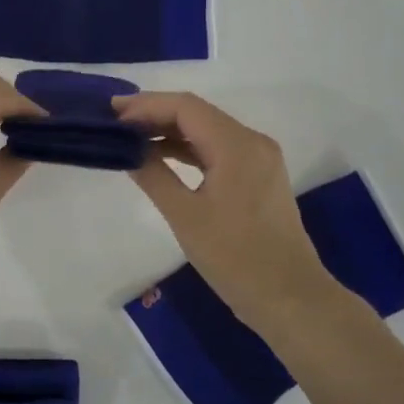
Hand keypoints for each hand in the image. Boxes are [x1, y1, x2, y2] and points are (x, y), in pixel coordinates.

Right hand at [114, 91, 345, 336]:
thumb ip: (154, 176)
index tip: (112, 112)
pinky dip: (189, 150)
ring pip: (208, 131)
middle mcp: (252, 142)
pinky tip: (161, 158)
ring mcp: (259, 159)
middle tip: (116, 123)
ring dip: (170, 132)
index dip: (146, 105)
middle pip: (197, 114)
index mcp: (237, 145)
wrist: (291, 299)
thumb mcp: (185, 216)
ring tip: (131, 138)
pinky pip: (218, 150)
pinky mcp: (259, 177)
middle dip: (155, 114)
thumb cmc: (235, 257)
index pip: (185, 107)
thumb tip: (129, 150)